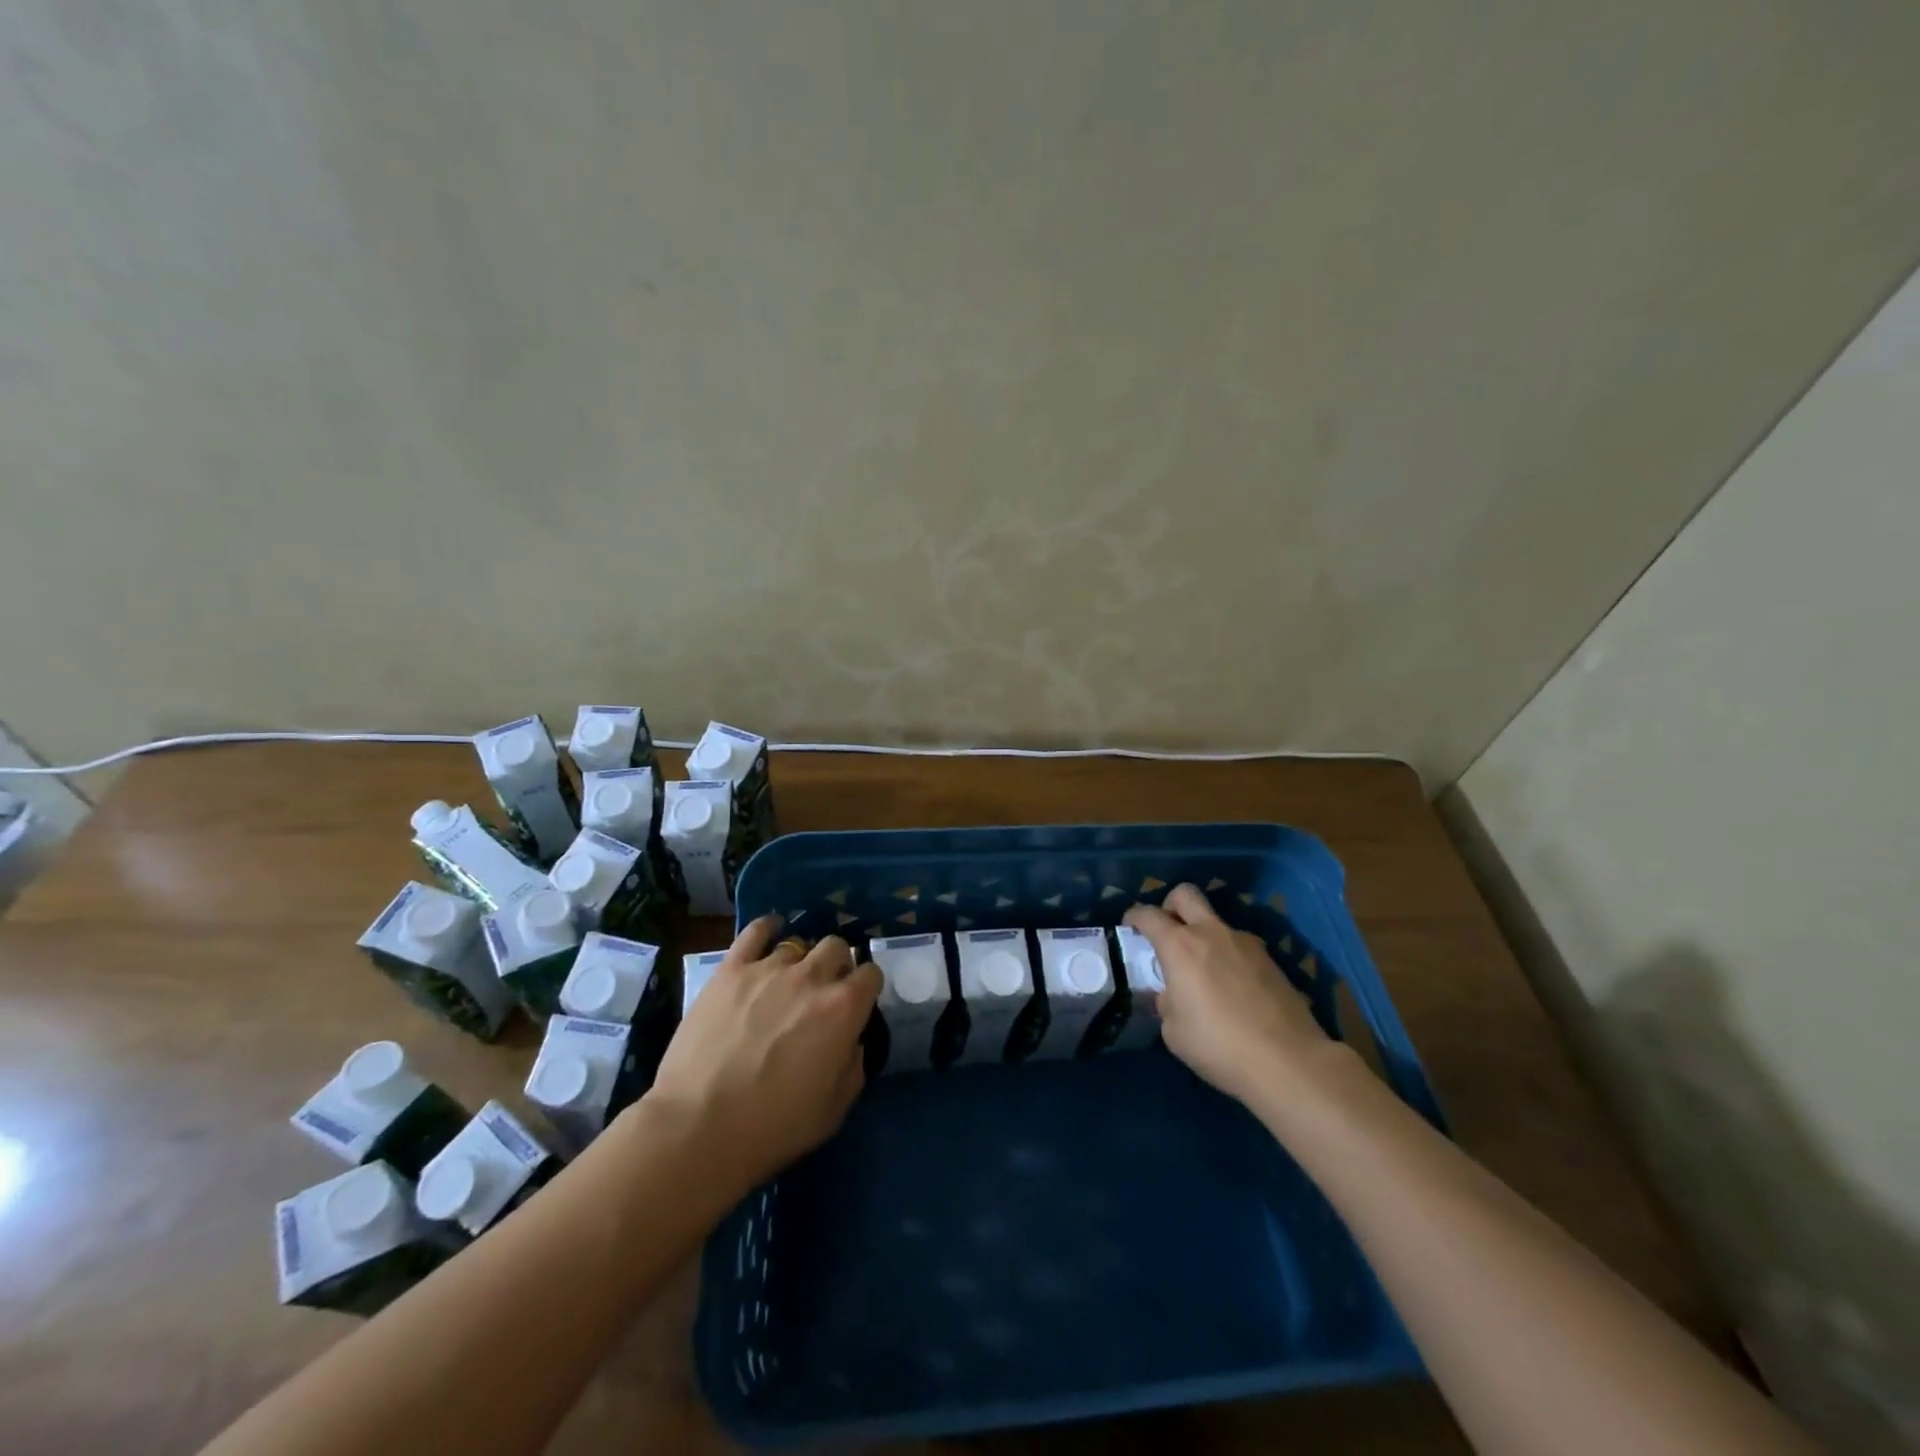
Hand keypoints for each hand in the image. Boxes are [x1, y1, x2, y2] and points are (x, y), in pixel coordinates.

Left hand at [647, 919, 880, 1193]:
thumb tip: (851, 1042)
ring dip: (799, 961)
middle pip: (836, 947)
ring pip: (797, 943)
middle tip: (822, 992)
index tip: (857, 1003)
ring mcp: (769, 968)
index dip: (867, 987)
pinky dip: (766, 929)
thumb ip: (853, 1067)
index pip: (871, 974)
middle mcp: (812, 977)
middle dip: (836, 965)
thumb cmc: (773, 1127)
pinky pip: (755, 932)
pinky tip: (768, 934)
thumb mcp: (834, 1110)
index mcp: (844, 1008)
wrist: (699, 1127)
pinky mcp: (731, 969)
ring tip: (785, 982)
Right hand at [1124, 884, 1331, 1107]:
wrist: (1288, 1061)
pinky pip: (1239, 946)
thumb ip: (1167, 1003)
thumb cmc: (1218, 1045)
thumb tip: (1172, 995)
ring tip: (1204, 971)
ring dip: (1204, 935)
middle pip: (1185, 894)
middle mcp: (1211, 933)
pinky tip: (1233, 989)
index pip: (1148, 914)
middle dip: (1170, 905)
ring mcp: (1245, 943)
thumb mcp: (1174, 1031)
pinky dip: (1229, 957)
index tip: (1130, 926)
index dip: (1134, 916)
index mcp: (1180, 946)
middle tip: (1167, 930)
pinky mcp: (1270, 960)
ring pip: (1216, 922)